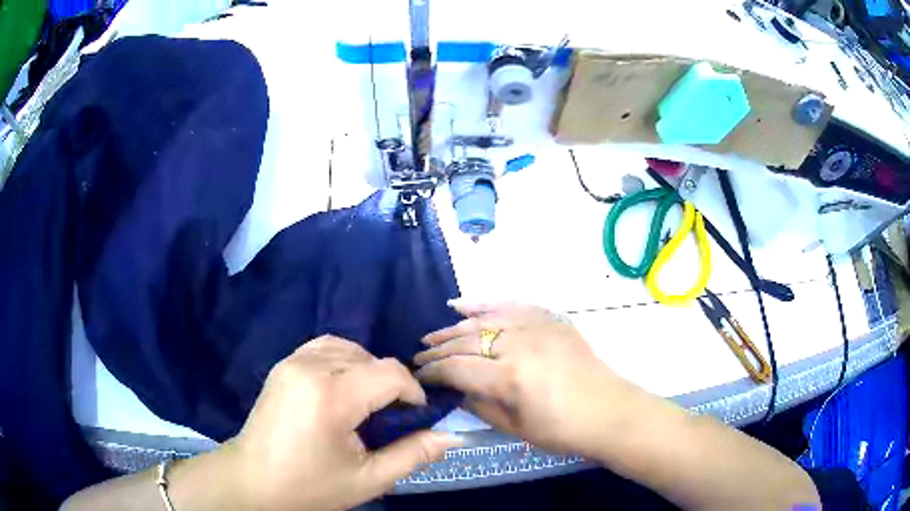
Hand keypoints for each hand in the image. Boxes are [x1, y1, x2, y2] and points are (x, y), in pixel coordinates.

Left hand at [224, 335, 460, 510]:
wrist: (252, 481)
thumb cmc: (309, 487)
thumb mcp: (368, 480)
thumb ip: (412, 455)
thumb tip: (451, 437)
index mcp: (331, 397)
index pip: (389, 373)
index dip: (412, 392)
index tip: (415, 417)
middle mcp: (310, 368)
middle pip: (370, 358)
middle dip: (390, 385)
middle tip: (390, 419)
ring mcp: (292, 362)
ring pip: (348, 348)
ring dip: (366, 370)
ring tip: (366, 404)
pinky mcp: (283, 365)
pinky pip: (324, 348)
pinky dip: (343, 361)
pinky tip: (341, 390)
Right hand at [414, 301, 636, 456]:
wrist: (609, 412)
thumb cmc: (562, 431)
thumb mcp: (514, 428)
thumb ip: (479, 405)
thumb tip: (454, 390)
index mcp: (510, 378)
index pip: (457, 368)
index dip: (432, 372)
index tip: (418, 376)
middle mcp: (520, 344)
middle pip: (466, 341)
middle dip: (437, 349)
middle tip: (419, 356)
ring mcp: (537, 327)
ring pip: (485, 320)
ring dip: (454, 327)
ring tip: (433, 335)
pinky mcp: (551, 320)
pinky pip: (512, 305)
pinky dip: (486, 303)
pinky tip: (464, 305)